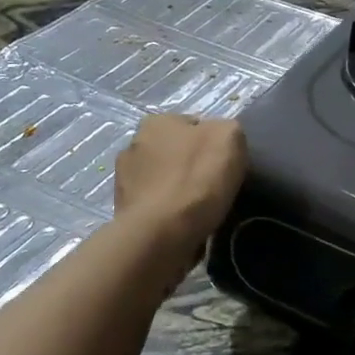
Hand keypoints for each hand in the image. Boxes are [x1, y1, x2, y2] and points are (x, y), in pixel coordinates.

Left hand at [115, 114, 246, 245]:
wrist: (161, 234)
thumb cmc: (197, 179)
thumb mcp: (230, 137)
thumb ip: (227, 129)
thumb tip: (221, 138)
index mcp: (158, 121)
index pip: (195, 125)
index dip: (215, 144)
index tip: (226, 164)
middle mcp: (134, 143)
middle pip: (176, 151)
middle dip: (192, 164)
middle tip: (214, 185)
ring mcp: (124, 179)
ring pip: (164, 179)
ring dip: (178, 189)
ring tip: (199, 209)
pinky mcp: (123, 210)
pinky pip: (156, 205)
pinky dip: (168, 212)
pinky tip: (183, 223)